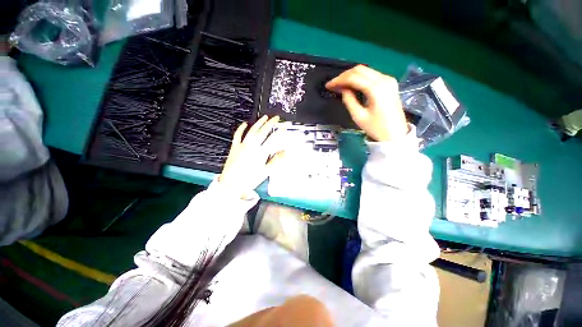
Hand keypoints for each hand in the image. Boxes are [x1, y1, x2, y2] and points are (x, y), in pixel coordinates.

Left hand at [218, 115, 283, 197]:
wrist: (231, 184)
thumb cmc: (249, 179)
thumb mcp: (265, 172)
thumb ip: (276, 160)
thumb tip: (285, 152)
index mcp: (261, 153)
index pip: (273, 139)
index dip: (279, 132)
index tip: (283, 127)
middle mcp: (252, 146)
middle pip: (263, 131)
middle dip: (270, 123)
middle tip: (275, 118)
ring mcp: (242, 145)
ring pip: (252, 130)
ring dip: (259, 123)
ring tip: (264, 117)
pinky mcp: (234, 147)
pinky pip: (238, 135)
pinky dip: (241, 128)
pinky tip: (244, 124)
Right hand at [326, 65, 408, 141]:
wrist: (395, 134)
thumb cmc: (376, 128)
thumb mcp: (358, 116)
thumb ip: (348, 100)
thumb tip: (342, 89)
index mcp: (376, 89)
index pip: (353, 77)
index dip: (338, 80)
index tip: (328, 85)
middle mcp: (384, 79)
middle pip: (359, 70)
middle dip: (344, 76)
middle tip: (333, 85)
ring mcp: (388, 79)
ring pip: (365, 70)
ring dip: (351, 76)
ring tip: (340, 85)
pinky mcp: (389, 83)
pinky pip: (371, 75)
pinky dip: (359, 78)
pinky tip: (352, 85)